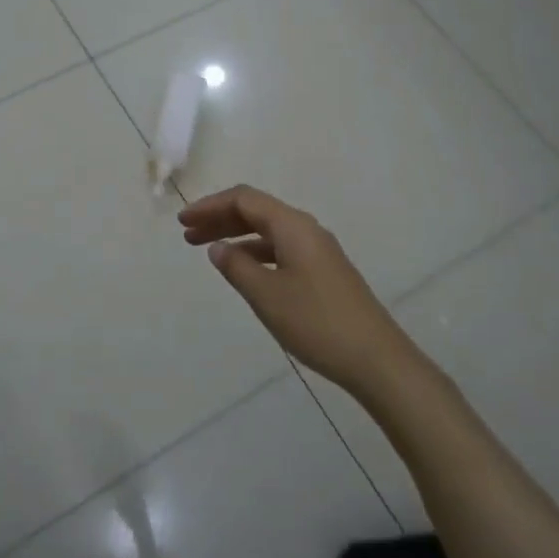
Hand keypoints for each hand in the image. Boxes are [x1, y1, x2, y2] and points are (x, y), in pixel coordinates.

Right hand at [179, 185, 415, 397]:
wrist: (376, 358)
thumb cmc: (316, 322)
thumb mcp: (267, 295)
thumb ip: (237, 267)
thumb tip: (217, 247)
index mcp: (293, 226)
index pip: (244, 199)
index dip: (210, 205)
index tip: (182, 221)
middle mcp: (306, 229)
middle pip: (256, 211)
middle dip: (220, 218)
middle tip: (187, 234)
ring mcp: (318, 250)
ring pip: (268, 231)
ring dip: (236, 236)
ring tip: (208, 251)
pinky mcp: (323, 271)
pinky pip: (280, 248)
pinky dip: (255, 252)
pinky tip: (243, 270)